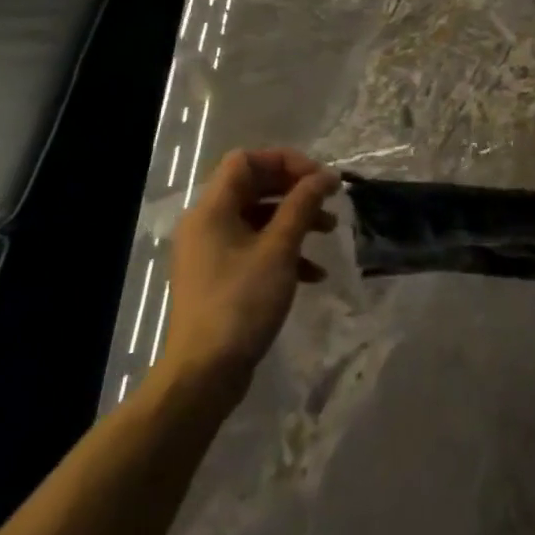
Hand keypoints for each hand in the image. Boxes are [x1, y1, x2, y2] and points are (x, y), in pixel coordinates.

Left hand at [164, 148, 339, 378]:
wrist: (204, 373)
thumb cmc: (242, 302)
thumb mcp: (279, 248)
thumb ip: (303, 205)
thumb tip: (327, 175)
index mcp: (212, 209)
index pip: (246, 161)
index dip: (285, 161)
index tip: (319, 178)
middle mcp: (207, 224)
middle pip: (254, 187)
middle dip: (295, 190)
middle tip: (328, 200)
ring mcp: (211, 252)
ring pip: (258, 218)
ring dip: (296, 220)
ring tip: (330, 232)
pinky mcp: (220, 278)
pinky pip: (255, 248)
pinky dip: (284, 251)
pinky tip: (314, 273)